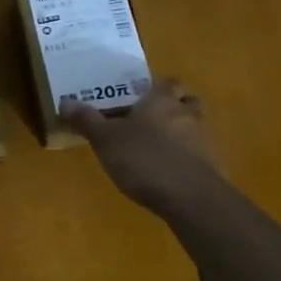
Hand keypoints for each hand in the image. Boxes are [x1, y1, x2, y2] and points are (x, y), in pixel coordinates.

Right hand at [60, 78, 215, 206]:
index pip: (167, 82)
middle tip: (150, 122)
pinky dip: (189, 159)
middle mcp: (188, 113)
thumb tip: (65, 101)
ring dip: (182, 133)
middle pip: (186, 102)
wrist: (191, 198)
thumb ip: (86, 120)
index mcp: (162, 101)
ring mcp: (206, 140)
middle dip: (172, 108)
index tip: (140, 98)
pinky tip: (172, 173)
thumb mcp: (105, 140)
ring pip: (195, 127)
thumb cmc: (144, 159)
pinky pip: (201, 154)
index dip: (156, 87)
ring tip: (159, 149)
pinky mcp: (215, 166)